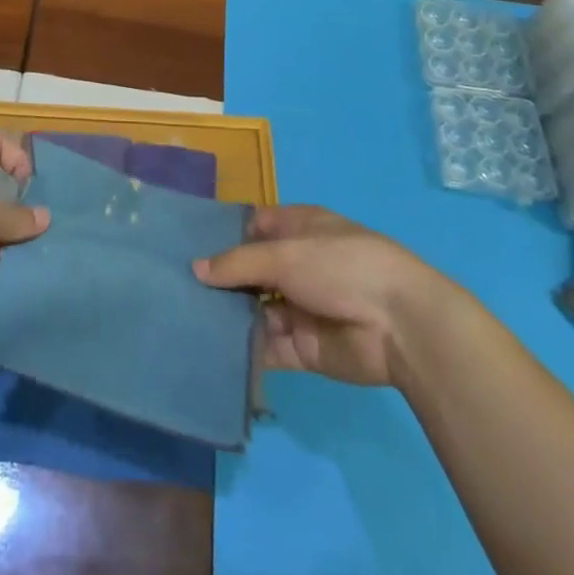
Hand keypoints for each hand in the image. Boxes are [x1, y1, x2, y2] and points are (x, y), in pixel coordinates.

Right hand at [194, 206, 440, 385]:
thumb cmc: (341, 267)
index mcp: (300, 229)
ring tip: (183, 318)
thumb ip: (238, 263)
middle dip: (219, 278)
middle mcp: (298, 265)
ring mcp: (300, 307)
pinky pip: (265, 346)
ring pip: (253, 309)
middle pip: (250, 270)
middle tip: (174, 286)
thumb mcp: (284, 254)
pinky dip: (241, 348)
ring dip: (226, 315)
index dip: (225, 233)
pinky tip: (207, 348)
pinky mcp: (302, 347)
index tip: (186, 243)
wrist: (399, 326)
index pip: (255, 225)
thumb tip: (196, 268)